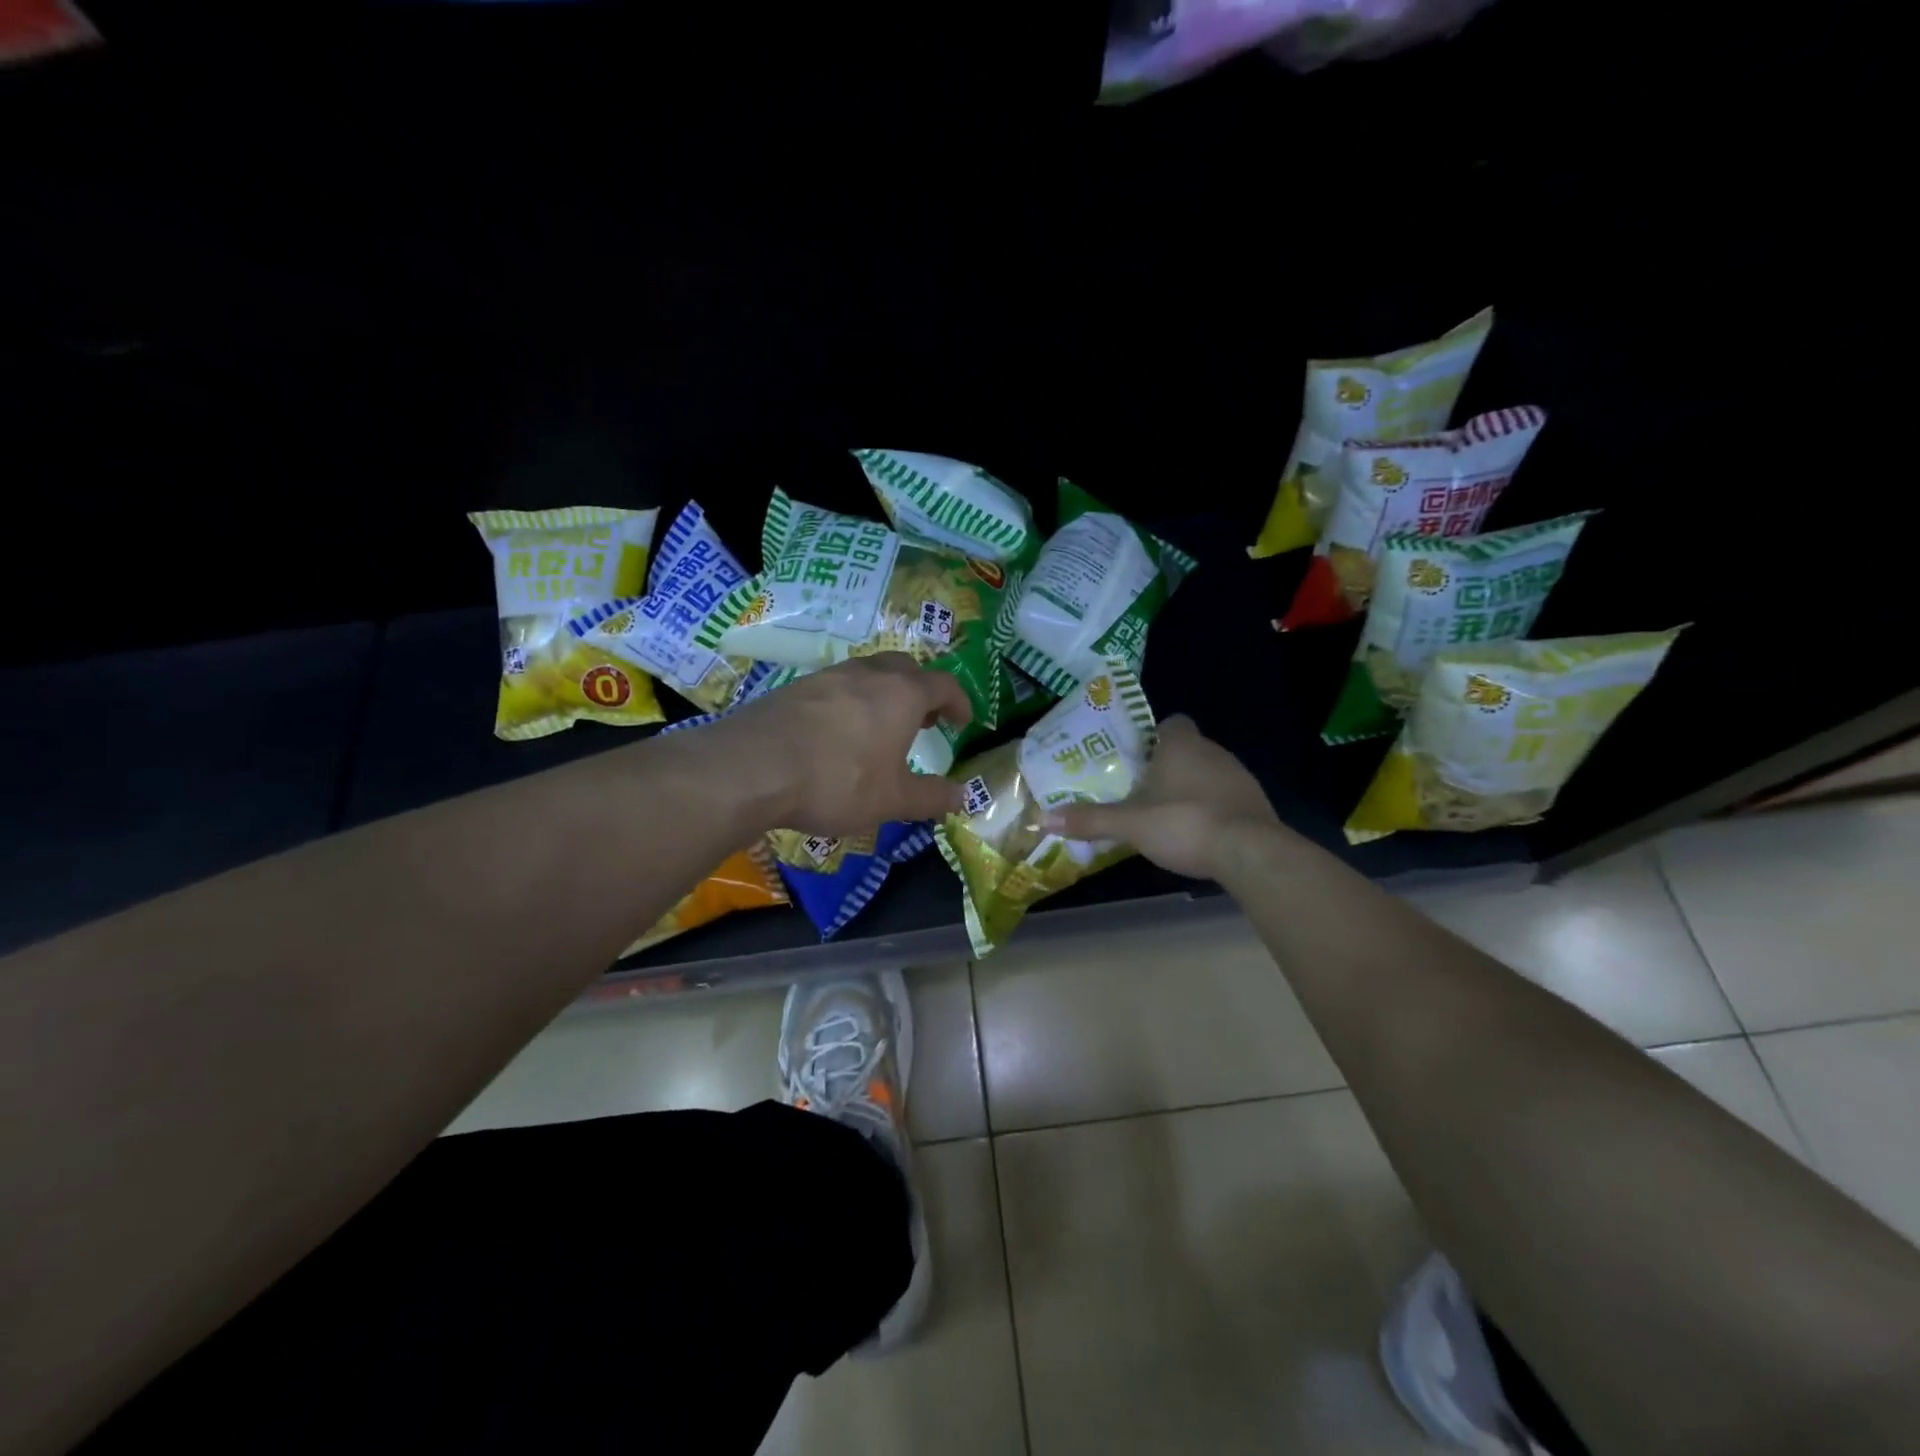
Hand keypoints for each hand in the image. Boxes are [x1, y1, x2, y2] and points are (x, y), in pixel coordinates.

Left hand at [708, 653, 972, 835]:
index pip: (943, 684)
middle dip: (921, 690)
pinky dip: (851, 702)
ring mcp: (828, 676)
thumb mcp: (892, 799)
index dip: (959, 701)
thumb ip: (932, 797)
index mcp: (902, 693)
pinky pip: (836, 686)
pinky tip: (838, 733)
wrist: (753, 767)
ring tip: (882, 727)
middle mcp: (868, 674)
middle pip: (906, 668)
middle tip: (924, 720)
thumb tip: (963, 797)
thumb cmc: (837, 781)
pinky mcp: (795, 688)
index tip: (963, 721)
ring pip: (868, 672)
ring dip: (885, 693)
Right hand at [1038, 715, 1281, 880]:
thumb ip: (1090, 820)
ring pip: (1208, 773)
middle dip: (1166, 766)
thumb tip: (1044, 818)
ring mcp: (1239, 777)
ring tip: (1165, 814)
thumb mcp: (1130, 824)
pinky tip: (1196, 833)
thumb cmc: (1185, 822)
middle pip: (1187, 749)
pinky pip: (1225, 797)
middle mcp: (1214, 751)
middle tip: (1140, 789)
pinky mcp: (1255, 803)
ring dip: (1190, 788)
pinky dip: (1210, 809)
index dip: (1153, 736)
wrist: (1250, 852)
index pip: (1171, 723)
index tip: (1136, 757)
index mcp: (1182, 745)